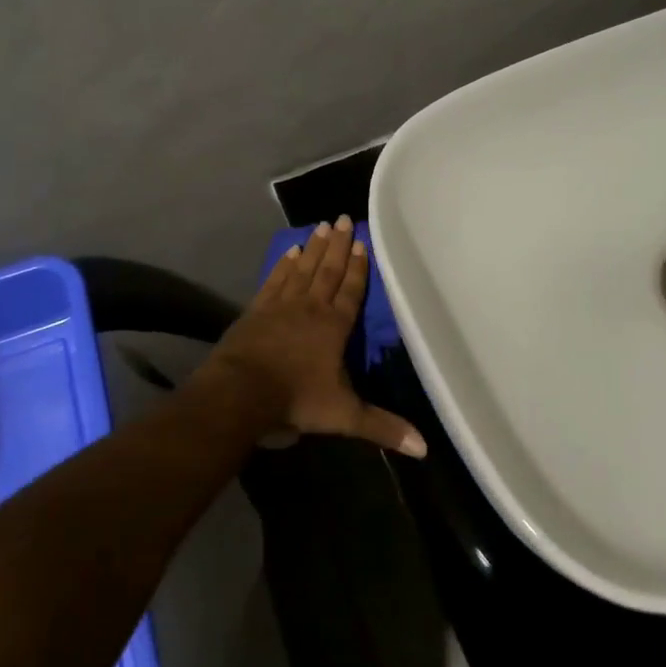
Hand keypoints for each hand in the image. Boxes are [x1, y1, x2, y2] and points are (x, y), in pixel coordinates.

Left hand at [201, 216, 426, 457]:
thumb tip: (425, 448)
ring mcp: (281, 306)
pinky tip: (290, 251)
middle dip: (339, 246)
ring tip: (322, 226)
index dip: (359, 268)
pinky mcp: (256, 310)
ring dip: (314, 248)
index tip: (364, 243)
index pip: (352, 291)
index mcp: (334, 327)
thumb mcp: (344, 416)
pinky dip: (283, 265)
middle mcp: (310, 308)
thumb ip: (382, 427)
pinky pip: (275, 280)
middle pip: (328, 271)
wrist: (240, 393)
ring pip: (302, 270)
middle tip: (343, 218)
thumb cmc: (295, 400)